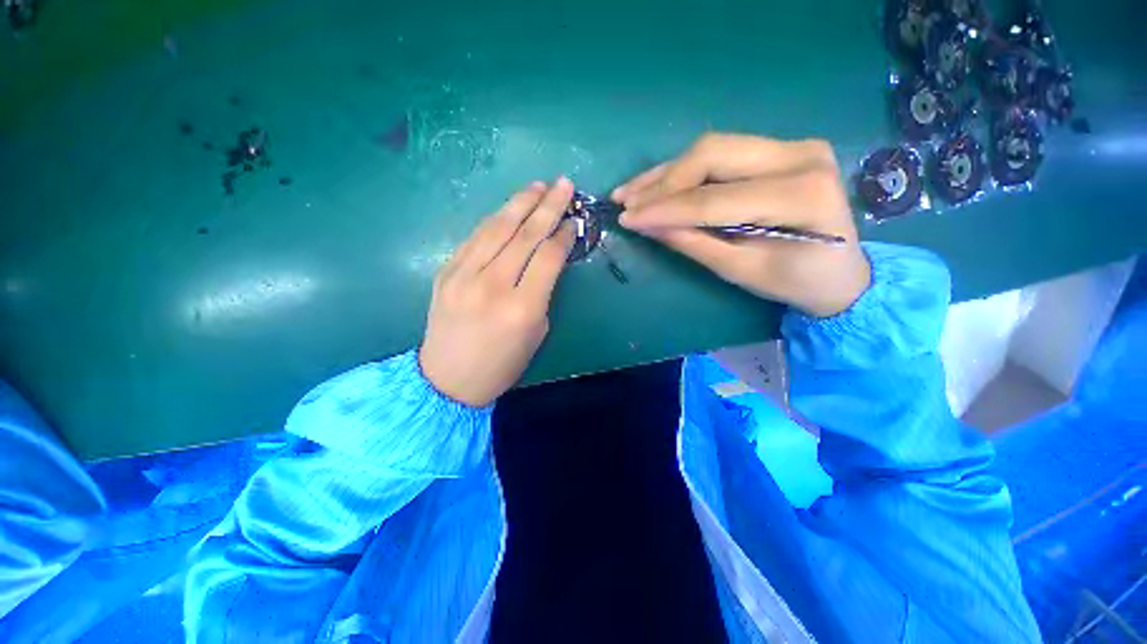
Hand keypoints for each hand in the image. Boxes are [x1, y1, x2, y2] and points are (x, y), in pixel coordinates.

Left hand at [419, 178, 577, 406]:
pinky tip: (508, 210)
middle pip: (524, 235)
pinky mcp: (446, 272)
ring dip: (519, 203)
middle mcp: (492, 285)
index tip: (574, 220)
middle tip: (563, 184)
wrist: (449, 379)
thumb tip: (547, 259)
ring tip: (537, 186)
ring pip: (496, 228)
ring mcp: (464, 275)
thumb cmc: (502, 363)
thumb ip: (542, 291)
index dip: (563, 234)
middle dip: (547, 206)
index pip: (548, 257)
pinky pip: (475, 238)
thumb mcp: (537, 331)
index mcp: (522, 307)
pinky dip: (494, 221)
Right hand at [613, 133, 870, 316]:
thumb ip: (693, 243)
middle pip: (712, 155)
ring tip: (630, 192)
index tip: (627, 219)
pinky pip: (720, 153)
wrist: (841, 272)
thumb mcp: (740, 271)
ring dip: (666, 173)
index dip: (665, 209)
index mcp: (801, 196)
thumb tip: (647, 225)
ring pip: (711, 148)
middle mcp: (801, 156)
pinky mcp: (779, 149)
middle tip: (626, 203)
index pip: (715, 198)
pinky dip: (684, 170)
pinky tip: (656, 182)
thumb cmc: (795, 282)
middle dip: (662, 183)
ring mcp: (792, 145)